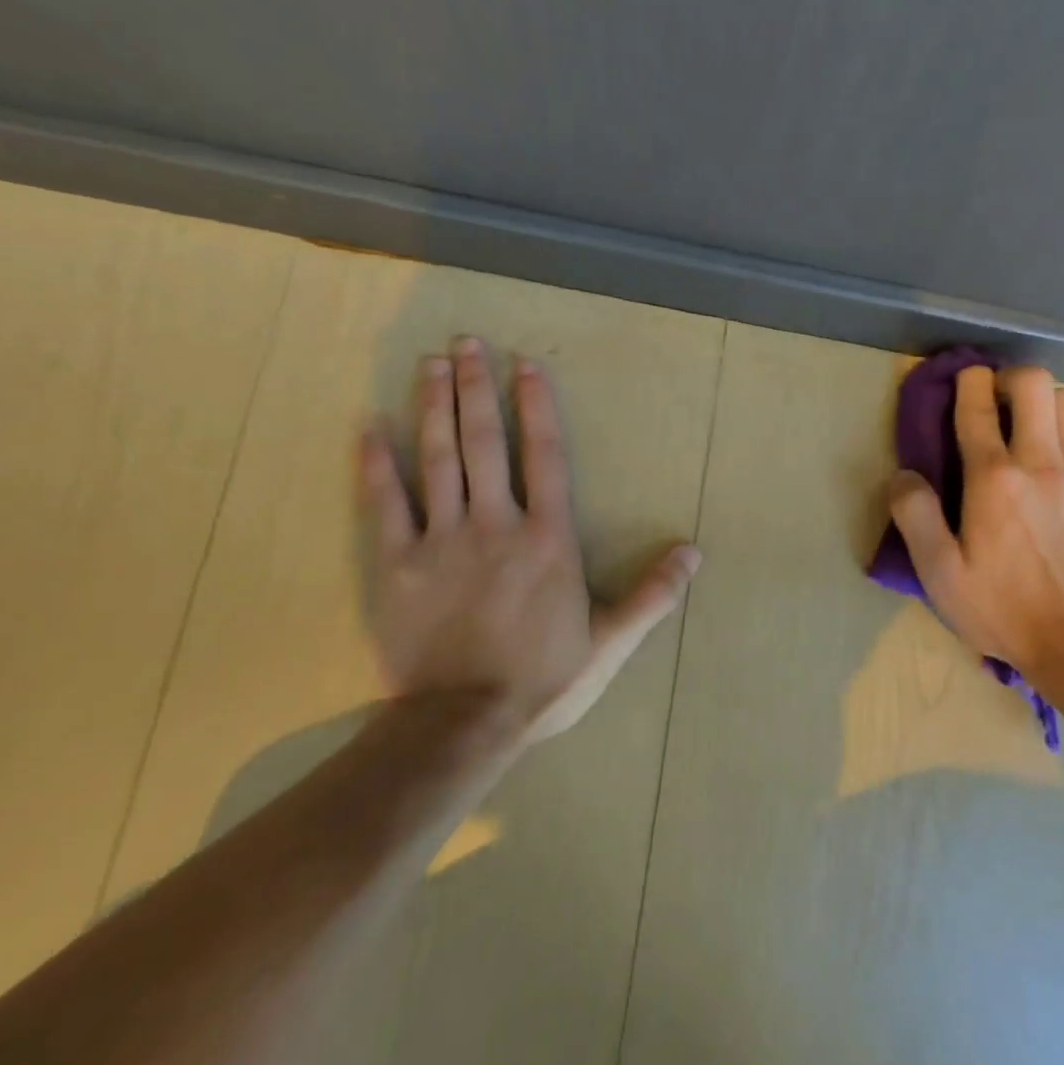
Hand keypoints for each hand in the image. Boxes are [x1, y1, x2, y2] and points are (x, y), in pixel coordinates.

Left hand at [356, 338, 700, 740]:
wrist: (463, 722)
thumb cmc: (543, 679)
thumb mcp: (610, 641)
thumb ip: (652, 594)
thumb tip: (694, 552)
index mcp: (547, 539)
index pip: (544, 456)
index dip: (536, 406)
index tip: (525, 364)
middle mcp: (496, 525)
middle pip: (485, 443)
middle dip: (477, 388)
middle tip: (466, 343)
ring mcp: (442, 541)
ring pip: (438, 460)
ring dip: (435, 407)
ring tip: (431, 364)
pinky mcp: (398, 565)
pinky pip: (386, 504)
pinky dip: (376, 463)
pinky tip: (369, 426)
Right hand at [888, 364, 1063, 681]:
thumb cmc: (1000, 607)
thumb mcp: (939, 572)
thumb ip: (915, 516)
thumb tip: (903, 475)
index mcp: (993, 479)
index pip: (978, 407)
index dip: (966, 382)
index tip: (961, 378)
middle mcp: (1040, 463)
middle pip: (1034, 384)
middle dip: (1008, 377)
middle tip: (993, 400)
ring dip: (1041, 402)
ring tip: (1024, 427)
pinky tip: (1051, 460)